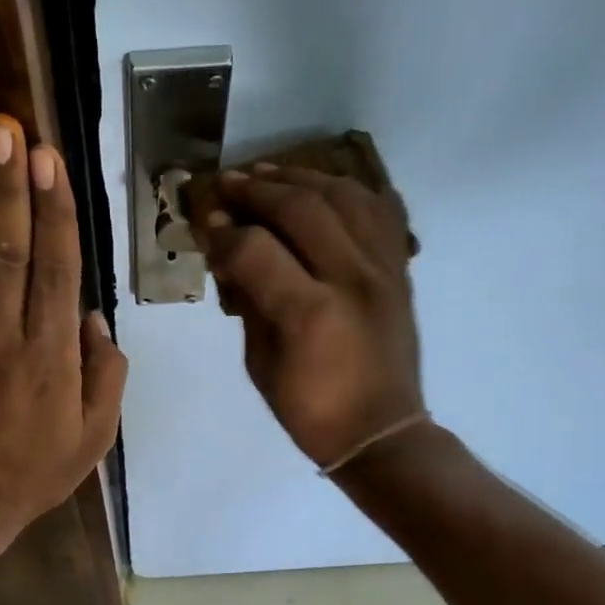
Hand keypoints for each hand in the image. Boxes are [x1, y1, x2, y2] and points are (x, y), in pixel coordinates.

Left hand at [0, 115, 127, 532]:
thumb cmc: (35, 470)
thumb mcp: (95, 437)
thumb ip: (106, 377)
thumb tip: (96, 321)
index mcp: (51, 355)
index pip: (55, 269)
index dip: (53, 212)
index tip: (49, 160)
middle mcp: (6, 333)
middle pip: (8, 249)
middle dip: (8, 185)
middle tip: (6, 128)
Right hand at [201, 165, 424, 469]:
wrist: (380, 432)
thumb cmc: (310, 410)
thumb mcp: (260, 365)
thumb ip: (248, 305)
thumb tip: (231, 257)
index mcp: (310, 312)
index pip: (255, 248)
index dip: (223, 231)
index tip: (204, 223)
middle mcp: (351, 278)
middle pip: (301, 208)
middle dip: (257, 190)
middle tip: (227, 185)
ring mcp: (383, 269)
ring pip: (343, 196)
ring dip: (301, 178)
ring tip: (269, 173)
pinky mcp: (400, 270)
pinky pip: (379, 209)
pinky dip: (349, 190)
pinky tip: (324, 186)